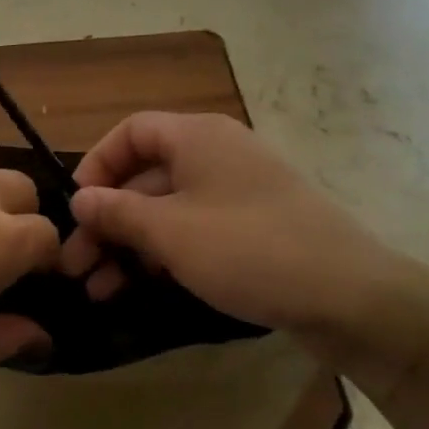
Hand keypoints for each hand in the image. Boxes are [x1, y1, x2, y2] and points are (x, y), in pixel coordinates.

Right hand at [60, 112, 428, 392]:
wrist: (352, 296)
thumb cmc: (250, 249)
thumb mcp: (171, 232)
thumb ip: (118, 213)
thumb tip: (80, 199)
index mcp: (197, 137)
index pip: (131, 132)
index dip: (97, 165)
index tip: (76, 209)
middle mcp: (216, 153)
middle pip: (145, 174)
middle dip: (107, 219)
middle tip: (76, 266)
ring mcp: (237, 191)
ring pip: (168, 208)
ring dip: (130, 243)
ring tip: (99, 288)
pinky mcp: (253, 227)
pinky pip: (195, 229)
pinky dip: (164, 252)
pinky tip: (141, 287)